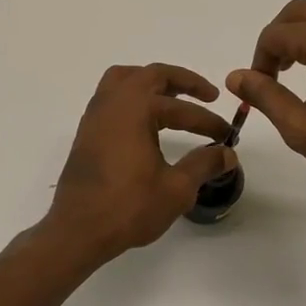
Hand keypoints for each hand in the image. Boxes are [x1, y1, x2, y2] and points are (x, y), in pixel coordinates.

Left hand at [42, 63, 237, 264]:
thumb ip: (204, 164)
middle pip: (152, 75)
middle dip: (184, 82)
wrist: (77, 230)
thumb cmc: (128, 207)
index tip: (228, 135)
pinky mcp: (87, 131)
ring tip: (174, 97)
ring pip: (126, 79)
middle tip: (208, 95)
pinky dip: (133, 96)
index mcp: (136, 108)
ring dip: (152, 82)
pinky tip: (146, 119)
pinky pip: (112, 96)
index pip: (182, 109)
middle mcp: (114, 102)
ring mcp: (96, 114)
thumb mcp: (176, 189)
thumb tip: (227, 154)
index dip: (209, 122)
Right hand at [228, 0, 305, 198]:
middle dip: (279, 38)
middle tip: (273, 73)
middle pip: (299, 11)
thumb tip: (235, 75)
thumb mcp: (303, 129)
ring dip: (304, 33)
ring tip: (299, 70)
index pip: (278, 34)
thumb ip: (265, 96)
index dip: (260, 59)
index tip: (259, 86)